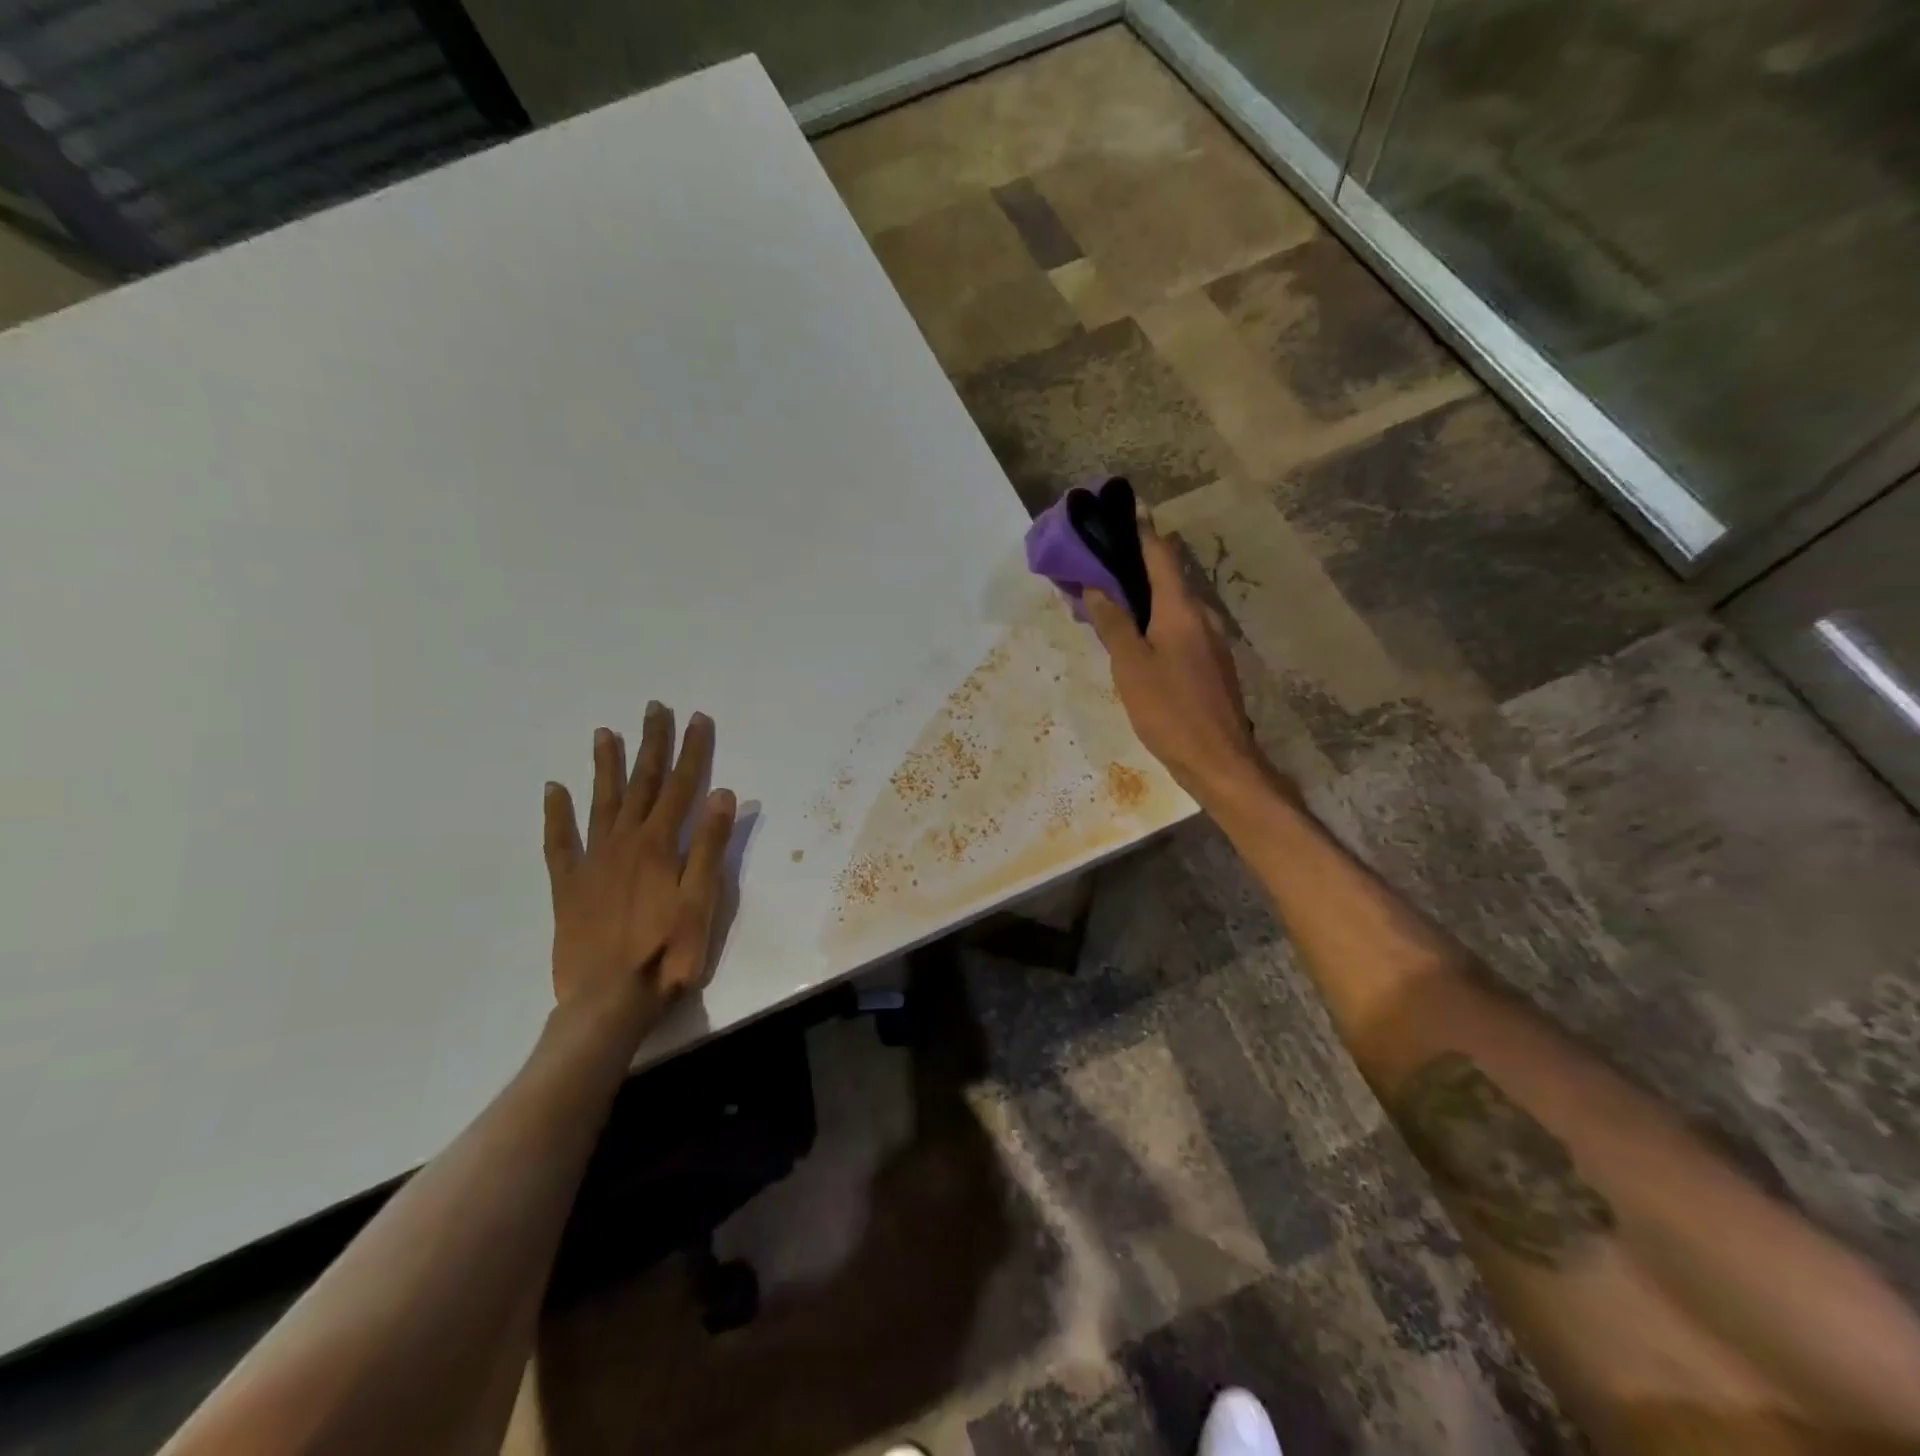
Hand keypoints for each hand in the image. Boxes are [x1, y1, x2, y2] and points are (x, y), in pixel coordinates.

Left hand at [542, 703, 736, 1032]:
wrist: (608, 1002)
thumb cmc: (668, 953)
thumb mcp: (702, 902)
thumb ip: (710, 847)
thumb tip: (722, 794)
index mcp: (660, 845)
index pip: (683, 786)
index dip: (693, 750)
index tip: (698, 718)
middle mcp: (624, 842)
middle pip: (642, 784)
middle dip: (651, 744)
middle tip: (654, 708)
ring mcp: (592, 862)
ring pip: (600, 802)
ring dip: (605, 766)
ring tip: (605, 733)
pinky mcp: (568, 887)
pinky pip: (559, 842)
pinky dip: (556, 814)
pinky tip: (553, 790)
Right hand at [1083, 520, 1271, 806]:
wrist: (1219, 761)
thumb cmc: (1170, 711)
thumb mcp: (1130, 667)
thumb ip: (1113, 624)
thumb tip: (1096, 587)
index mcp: (1181, 609)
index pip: (1160, 553)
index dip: (1138, 530)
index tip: (1115, 514)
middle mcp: (1201, 616)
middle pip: (1165, 577)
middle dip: (1131, 568)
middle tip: (1094, 570)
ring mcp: (1210, 641)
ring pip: (1170, 606)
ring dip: (1140, 599)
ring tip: (1105, 605)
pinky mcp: (1210, 664)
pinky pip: (1178, 629)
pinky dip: (1153, 623)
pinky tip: (1132, 641)